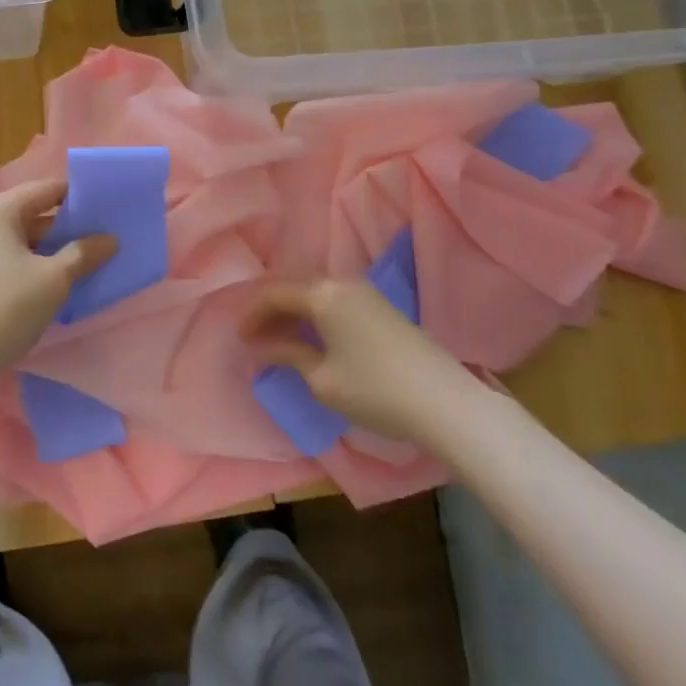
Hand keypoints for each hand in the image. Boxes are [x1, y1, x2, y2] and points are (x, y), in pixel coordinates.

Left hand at [0, 178, 117, 387]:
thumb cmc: (6, 306)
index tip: (110, 209)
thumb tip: (110, 239)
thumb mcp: (54, 279)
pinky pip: (16, 259)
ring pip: (27, 239)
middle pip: (37, 213)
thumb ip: (84, 254)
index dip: (80, 197)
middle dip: (71, 226)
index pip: (48, 189)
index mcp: (0, 209)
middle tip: (108, 237)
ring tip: (93, 259)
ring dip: (56, 249)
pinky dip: (39, 265)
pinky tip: (63, 281)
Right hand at [241, 279, 476, 442]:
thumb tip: (263, 346)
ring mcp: (366, 292)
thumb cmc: (374, 390)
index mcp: (322, 294)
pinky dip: (316, 315)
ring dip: (295, 312)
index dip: (253, 315)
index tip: (240, 340)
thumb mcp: (321, 378)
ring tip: (281, 340)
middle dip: (272, 310)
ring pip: (317, 293)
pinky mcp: (382, 307)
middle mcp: (343, 283)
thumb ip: (287, 354)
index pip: (275, 294)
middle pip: (295, 288)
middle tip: (257, 338)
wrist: (444, 402)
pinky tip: (313, 338)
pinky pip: (336, 301)